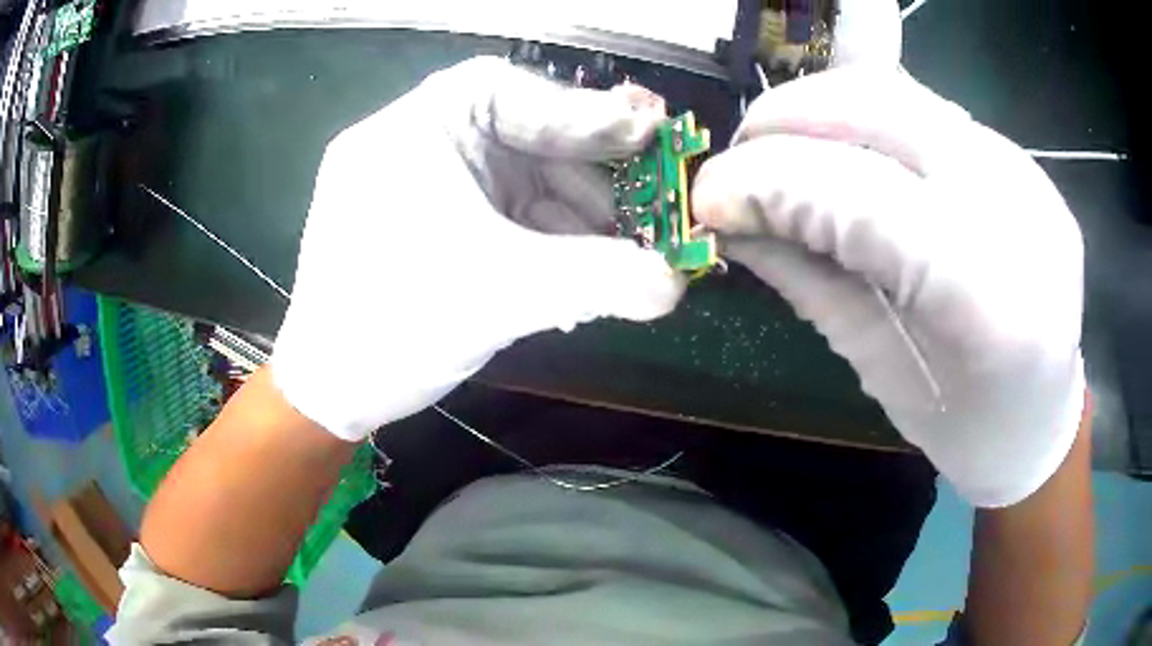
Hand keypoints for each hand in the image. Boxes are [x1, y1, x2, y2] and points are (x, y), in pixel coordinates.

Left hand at [272, 58, 683, 440]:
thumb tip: (676, 284)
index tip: (643, 134)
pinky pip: (499, 211)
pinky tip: (576, 271)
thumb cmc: (391, 327)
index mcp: (412, 131)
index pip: (503, 89)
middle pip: (517, 132)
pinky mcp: (429, 222)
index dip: (578, 109)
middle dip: (583, 172)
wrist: (330, 391)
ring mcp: (422, 184)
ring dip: (570, 214)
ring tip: (617, 254)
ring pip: (514, 177)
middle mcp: (415, 144)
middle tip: (645, 202)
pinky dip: (542, 237)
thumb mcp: (500, 294)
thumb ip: (598, 280)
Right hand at [693, 68, 1085, 507]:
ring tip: (781, 148)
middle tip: (739, 157)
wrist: (1045, 418)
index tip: (708, 197)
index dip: (773, 182)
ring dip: (820, 106)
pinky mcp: (1023, 160)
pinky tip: (843, 153)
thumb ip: (812, 284)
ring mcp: (1027, 175)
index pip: (865, 197)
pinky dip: (865, 118)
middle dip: (788, 117)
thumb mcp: (883, 374)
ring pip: (903, 92)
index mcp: (990, 303)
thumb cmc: (967, 427)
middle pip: (883, 108)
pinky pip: (927, 110)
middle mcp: (1019, 213)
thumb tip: (731, 222)